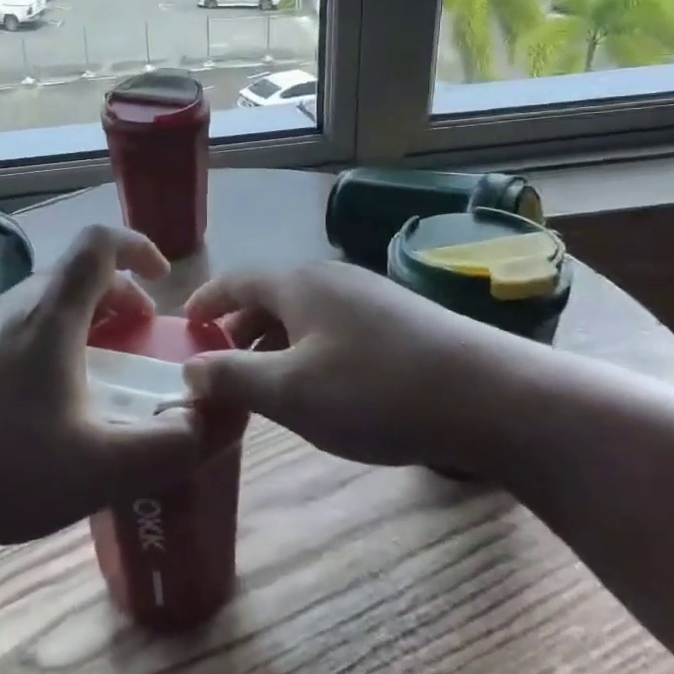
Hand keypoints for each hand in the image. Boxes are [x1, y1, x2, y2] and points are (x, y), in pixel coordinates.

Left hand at [0, 224, 213, 549]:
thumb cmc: (7, 471)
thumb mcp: (105, 468)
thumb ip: (173, 446)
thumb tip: (219, 421)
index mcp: (50, 315)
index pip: (98, 243)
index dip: (138, 246)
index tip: (165, 281)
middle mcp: (16, 308)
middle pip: (78, 271)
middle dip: (122, 293)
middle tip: (144, 336)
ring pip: (51, 298)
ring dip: (92, 316)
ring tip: (109, 366)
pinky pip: (28, 324)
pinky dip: (62, 335)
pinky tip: (61, 396)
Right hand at [182, 262, 525, 472]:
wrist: (490, 396)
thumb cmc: (374, 390)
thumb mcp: (290, 391)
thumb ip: (232, 377)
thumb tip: (190, 368)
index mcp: (297, 283)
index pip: (235, 281)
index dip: (206, 302)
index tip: (183, 327)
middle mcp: (330, 278)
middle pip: (269, 297)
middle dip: (238, 331)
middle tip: (219, 369)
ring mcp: (369, 296)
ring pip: (303, 315)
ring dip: (275, 345)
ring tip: (264, 386)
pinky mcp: (399, 320)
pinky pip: (334, 328)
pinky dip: (309, 351)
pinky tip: (321, 388)